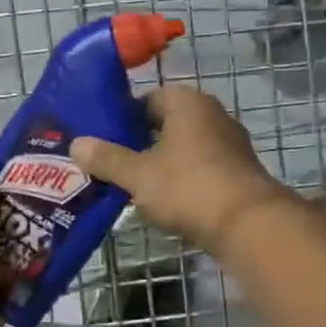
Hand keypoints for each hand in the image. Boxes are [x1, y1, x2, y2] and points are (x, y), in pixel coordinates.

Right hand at [71, 86, 294, 254]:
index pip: (145, 100)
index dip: (121, 119)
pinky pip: (200, 166)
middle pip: (164, 123)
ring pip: (183, 147)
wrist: (249, 226)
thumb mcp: (137, 175)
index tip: (101, 141)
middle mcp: (211, 113)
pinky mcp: (239, 171)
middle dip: (139, 142)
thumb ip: (106, 158)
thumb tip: (76, 144)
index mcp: (185, 101)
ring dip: (161, 162)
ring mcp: (230, 142)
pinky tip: (165, 200)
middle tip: (111, 164)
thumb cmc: (187, 187)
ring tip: (133, 185)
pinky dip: (182, 178)